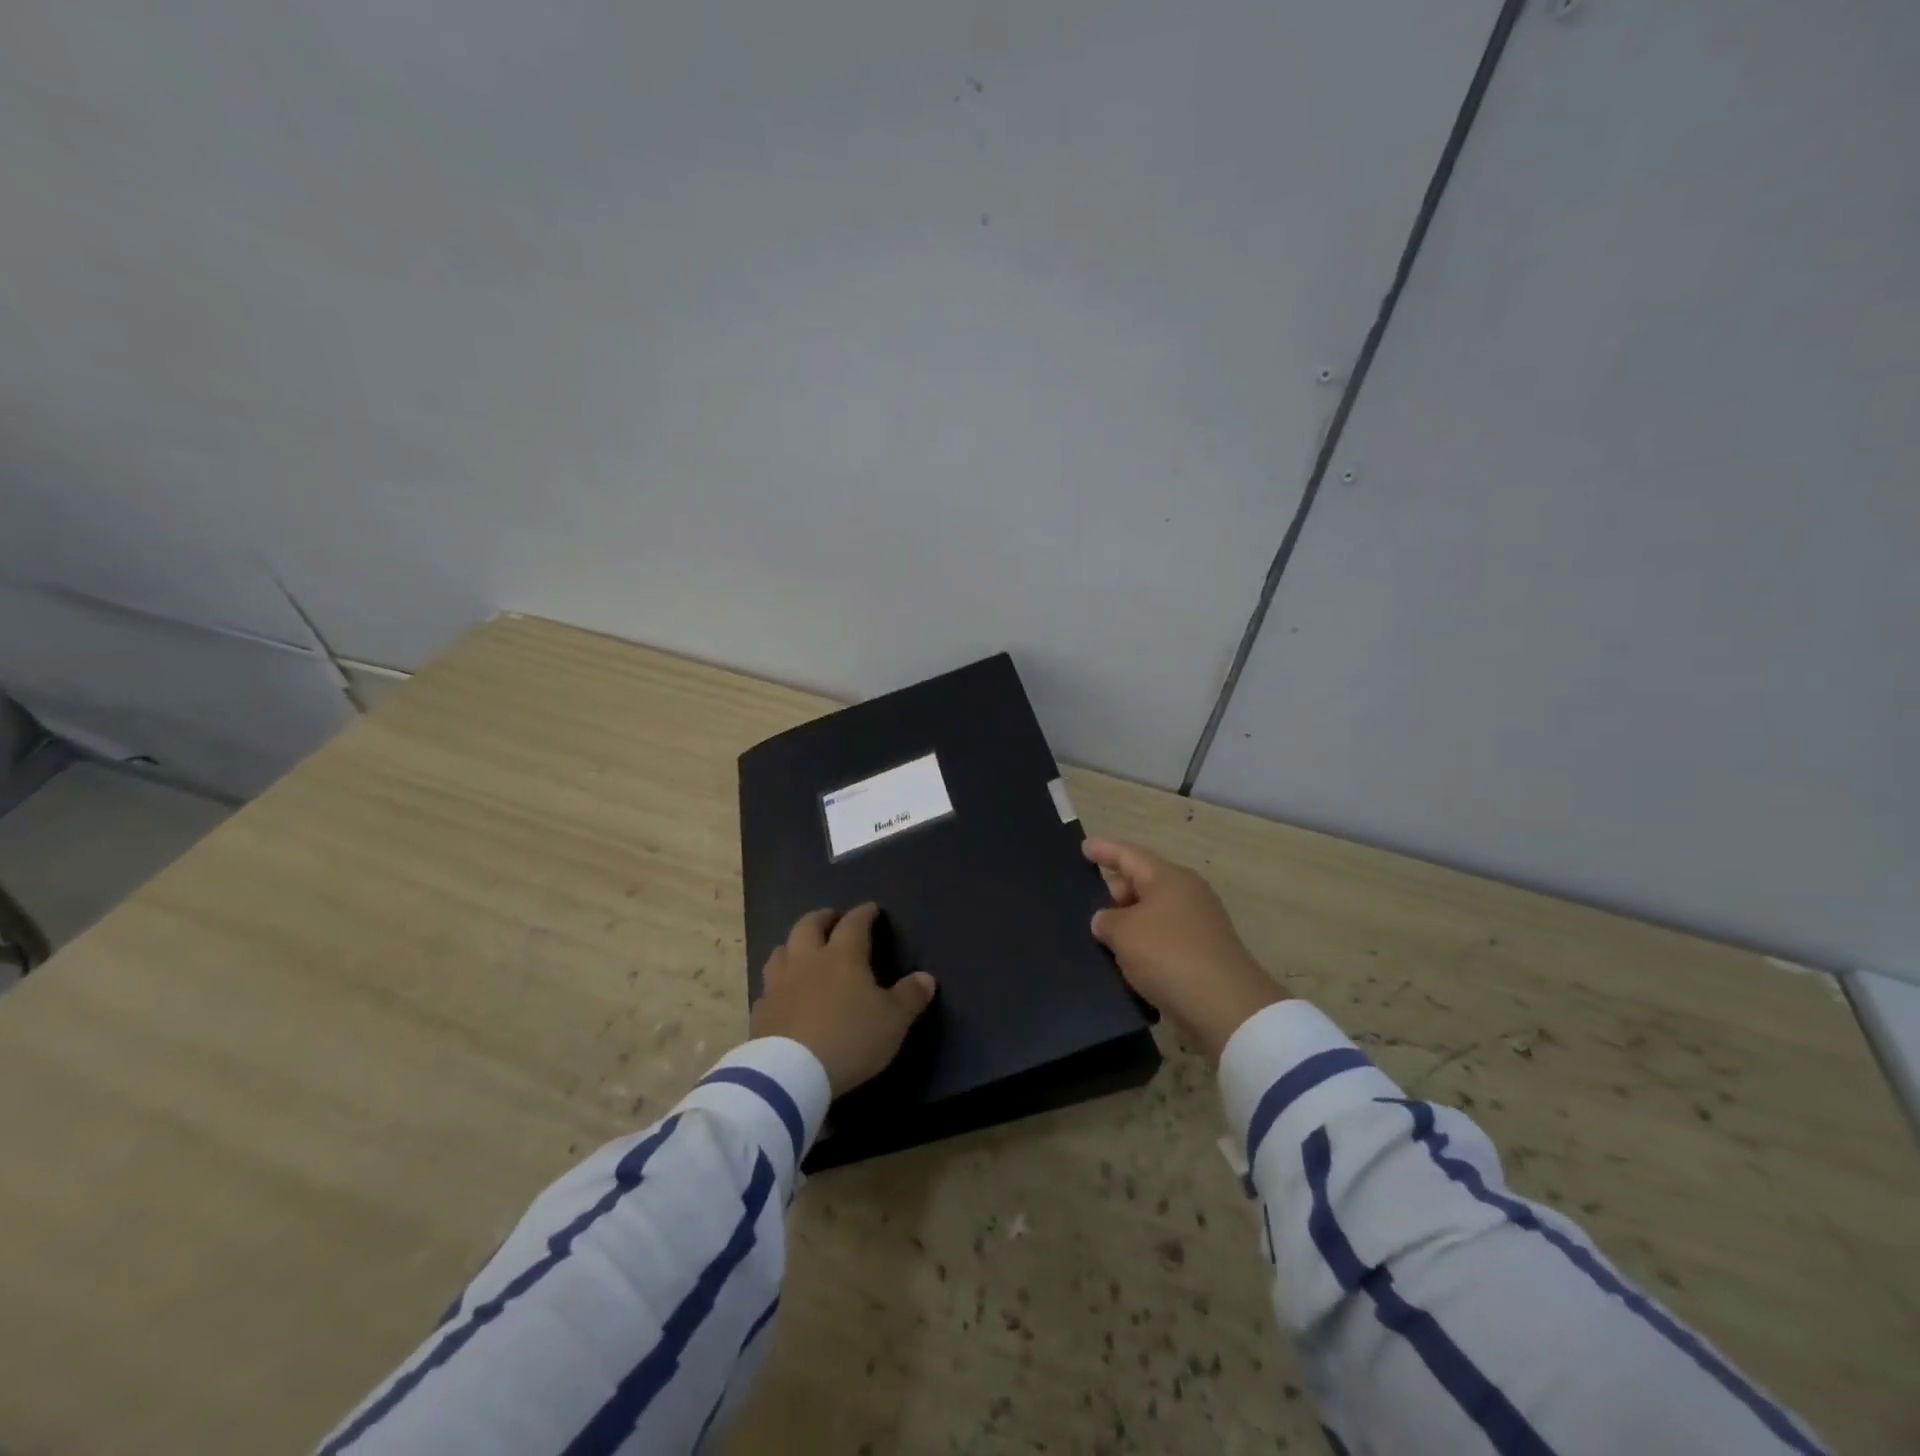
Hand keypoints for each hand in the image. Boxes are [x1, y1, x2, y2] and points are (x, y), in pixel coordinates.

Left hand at [751, 903, 936, 1096]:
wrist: (791, 1074)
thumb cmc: (849, 1038)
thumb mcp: (893, 1021)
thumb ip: (910, 996)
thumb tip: (926, 978)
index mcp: (842, 956)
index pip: (853, 924)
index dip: (863, 913)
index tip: (870, 908)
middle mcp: (807, 961)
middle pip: (808, 926)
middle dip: (821, 918)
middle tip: (831, 919)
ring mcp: (778, 984)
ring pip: (780, 951)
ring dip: (793, 945)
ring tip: (802, 950)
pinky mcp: (760, 1011)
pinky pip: (767, 988)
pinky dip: (777, 984)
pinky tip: (783, 994)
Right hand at [1083, 838, 1285, 1060]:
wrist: (1224, 1006)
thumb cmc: (1168, 955)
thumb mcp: (1123, 933)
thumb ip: (1106, 920)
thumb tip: (1107, 921)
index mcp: (1168, 878)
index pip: (1129, 856)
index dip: (1104, 850)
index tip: (1084, 847)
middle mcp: (1187, 893)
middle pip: (1143, 883)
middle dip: (1115, 891)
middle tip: (1089, 908)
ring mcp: (1199, 923)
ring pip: (1153, 913)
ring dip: (1129, 922)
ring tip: (1102, 937)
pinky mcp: (1203, 952)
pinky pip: (1164, 938)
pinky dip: (1144, 944)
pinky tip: (1127, 961)